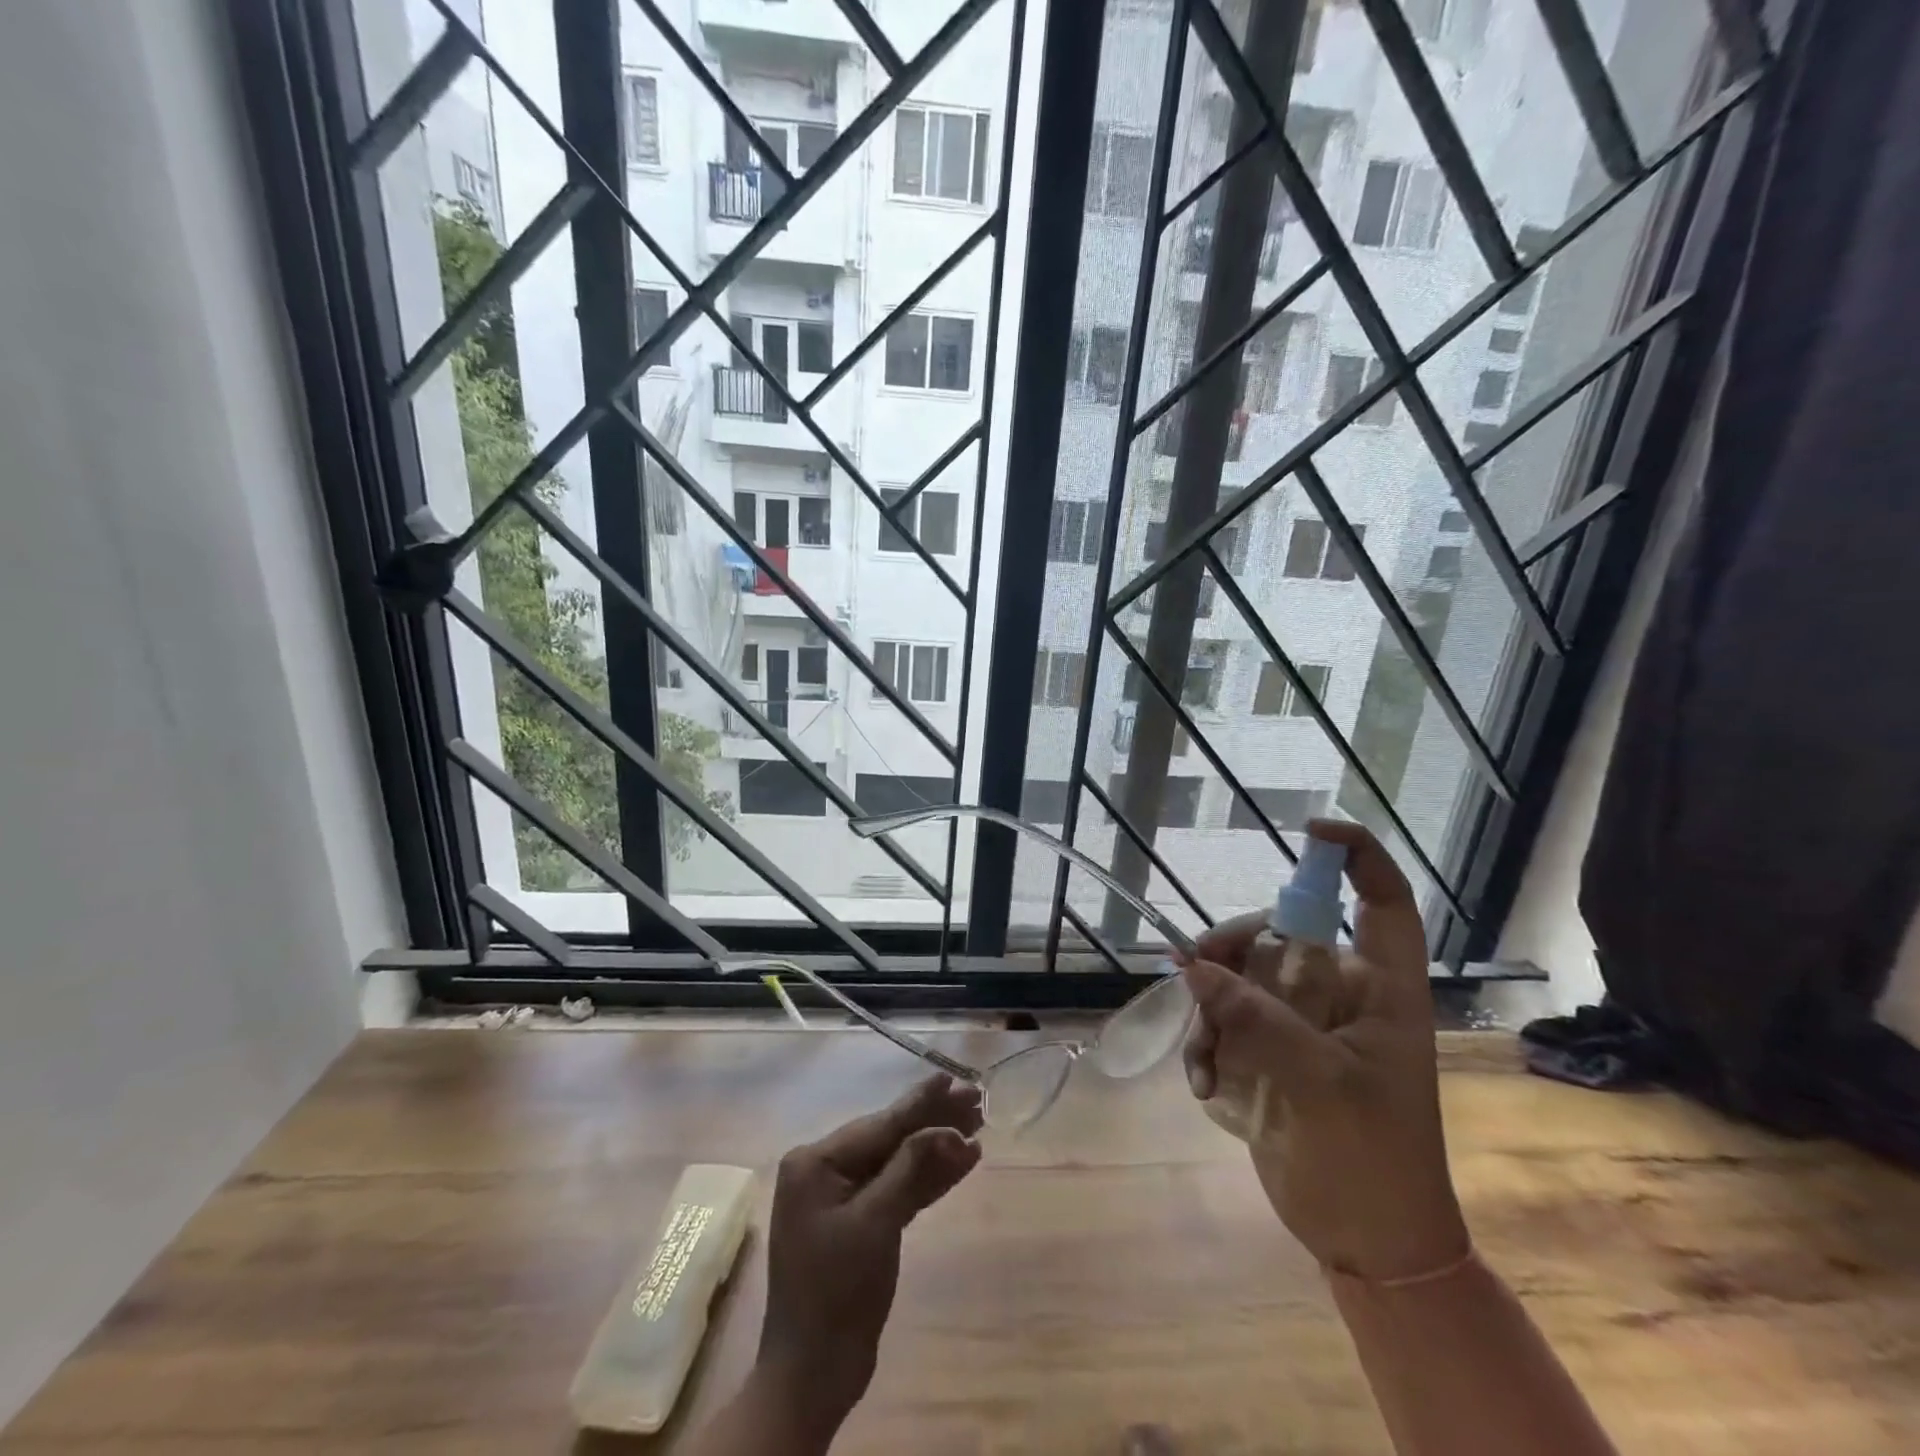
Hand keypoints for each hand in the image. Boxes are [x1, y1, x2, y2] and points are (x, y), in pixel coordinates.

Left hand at [753, 1074, 983, 1436]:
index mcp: (816, 1161)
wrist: (813, 1376)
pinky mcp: (859, 1223)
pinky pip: (897, 1189)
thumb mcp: (875, 1223)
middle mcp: (825, 1170)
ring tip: (977, 1128)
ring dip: (936, 1148)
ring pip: (897, 1162)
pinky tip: (960, 1163)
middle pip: (890, 1137)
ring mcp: (841, 1197)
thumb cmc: (836, 1292)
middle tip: (977, 1101)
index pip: (880, 1124)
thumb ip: (911, 1169)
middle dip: (934, 1122)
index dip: (922, 1101)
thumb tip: (949, 1130)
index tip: (955, 1078)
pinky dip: (927, 1179)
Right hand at [1180, 819, 1469, 1281]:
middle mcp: (1339, 994)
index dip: (1358, 858)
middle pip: (1280, 933)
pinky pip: (1225, 1018)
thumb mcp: (1318, 1086)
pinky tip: (1204, 1082)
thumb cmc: (1370, 1161)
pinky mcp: (1270, 1049)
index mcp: (1381, 991)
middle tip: (1192, 975)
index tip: (1310, 832)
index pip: (1384, 905)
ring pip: (1240, 976)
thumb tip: (1192, 966)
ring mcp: (1301, 1022)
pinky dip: (1206, 1042)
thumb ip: (1256, 1019)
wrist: (1364, 1241)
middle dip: (1231, 951)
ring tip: (1202, 1060)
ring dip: (1209, 1010)